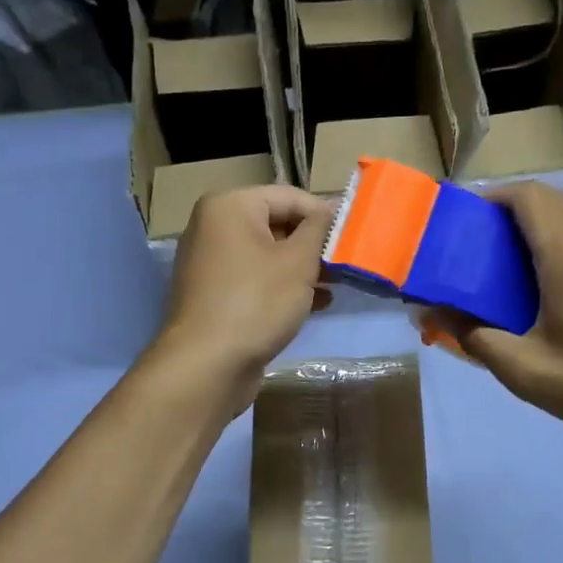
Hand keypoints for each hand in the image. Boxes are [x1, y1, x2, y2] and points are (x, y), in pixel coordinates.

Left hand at [149, 186, 332, 412]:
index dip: (325, 215)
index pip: (289, 197)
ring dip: (303, 269)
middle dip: (313, 245)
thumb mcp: (298, 262)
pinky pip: (255, 280)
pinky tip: (315, 304)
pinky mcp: (214, 296)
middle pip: (276, 224)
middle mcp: (213, 228)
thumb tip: (330, 209)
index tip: (354, 237)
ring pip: (267, 256)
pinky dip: (283, 287)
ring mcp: (210, 264)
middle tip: (347, 264)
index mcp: (228, 207)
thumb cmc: (256, 302)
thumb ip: (319, 230)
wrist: (207, 365)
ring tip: (338, 286)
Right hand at [450, 184, 562, 452]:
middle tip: (483, 255)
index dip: (491, 200)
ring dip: (542, 228)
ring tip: (518, 271)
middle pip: (549, 200)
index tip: (465, 227)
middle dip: (509, 216)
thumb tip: (434, 313)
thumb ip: (474, 337)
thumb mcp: (527, 372)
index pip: (526, 195)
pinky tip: (562, 286)